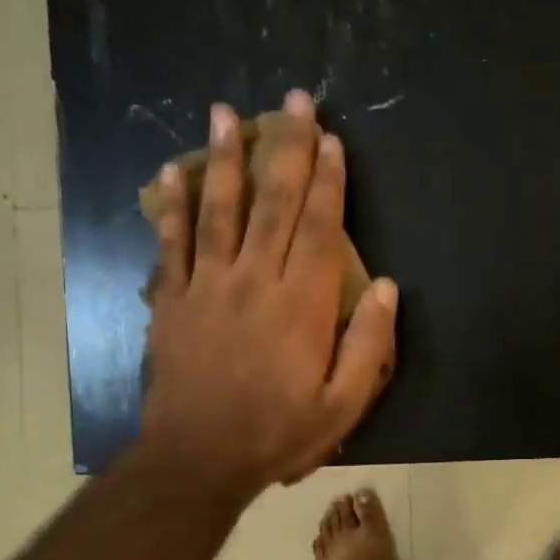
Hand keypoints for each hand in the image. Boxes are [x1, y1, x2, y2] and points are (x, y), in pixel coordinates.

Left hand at [139, 91, 397, 503]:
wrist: (197, 460)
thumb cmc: (278, 434)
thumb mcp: (342, 406)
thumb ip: (368, 346)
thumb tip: (387, 289)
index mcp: (301, 305)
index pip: (319, 229)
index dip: (328, 181)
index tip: (331, 139)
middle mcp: (255, 282)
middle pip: (273, 204)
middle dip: (287, 148)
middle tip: (293, 100)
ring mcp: (208, 287)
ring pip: (218, 210)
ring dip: (226, 158)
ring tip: (227, 111)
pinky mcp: (172, 301)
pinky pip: (172, 244)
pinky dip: (172, 206)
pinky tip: (172, 172)